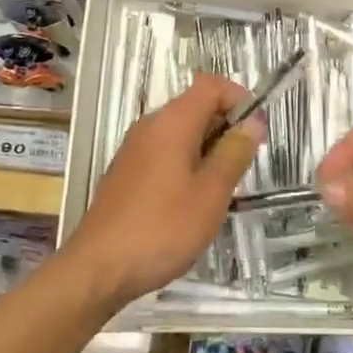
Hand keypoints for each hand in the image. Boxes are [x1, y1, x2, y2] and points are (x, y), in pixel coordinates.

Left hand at [62, 74, 265, 307]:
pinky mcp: (126, 171)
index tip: (255, 132)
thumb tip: (253, 121)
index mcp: (172, 121)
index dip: (239, 99)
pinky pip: (164, 151)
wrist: (97, 268)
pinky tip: (189, 202)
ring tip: (218, 190)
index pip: (211, 85)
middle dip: (225, 127)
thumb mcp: (211, 194)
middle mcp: (151, 125)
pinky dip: (185, 163)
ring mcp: (135, 148)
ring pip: (180, 131)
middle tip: (241, 168)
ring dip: (206, 148)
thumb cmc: (162, 228)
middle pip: (196, 106)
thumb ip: (234, 153)